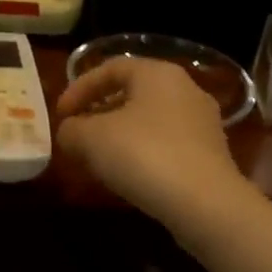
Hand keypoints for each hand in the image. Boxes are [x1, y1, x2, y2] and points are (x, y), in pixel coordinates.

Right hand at [54, 58, 252, 227]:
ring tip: (98, 157)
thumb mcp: (91, 139)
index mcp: (158, 74)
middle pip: (133, 93)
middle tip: (77, 134)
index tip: (61, 115)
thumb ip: (72, 129)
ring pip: (150, 119)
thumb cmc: (144, 155)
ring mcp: (202, 122)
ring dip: (120, 134)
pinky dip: (142, 152)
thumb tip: (69, 132)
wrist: (205, 204)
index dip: (80, 88)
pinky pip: (166, 143)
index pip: (111, 68)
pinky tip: (128, 174)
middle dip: (99, 112)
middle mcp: (186, 89)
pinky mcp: (210, 154)